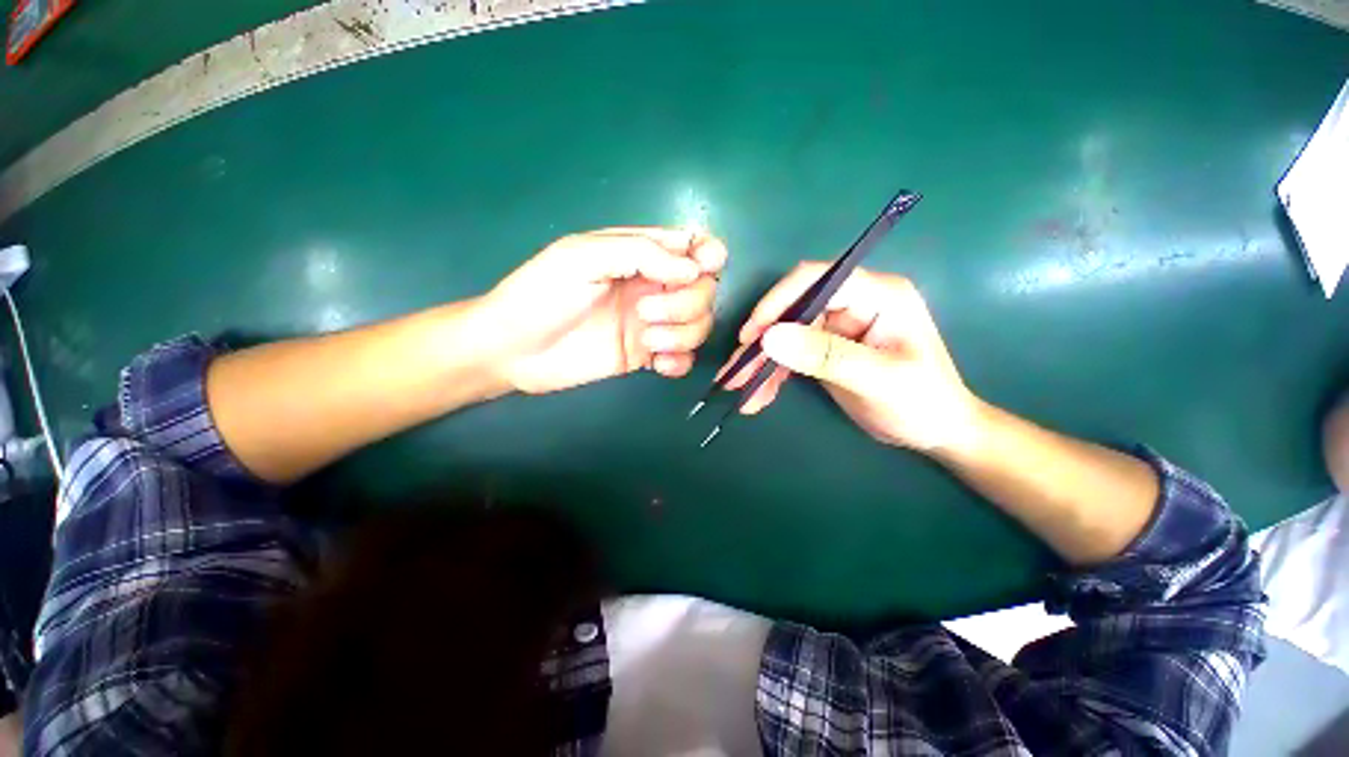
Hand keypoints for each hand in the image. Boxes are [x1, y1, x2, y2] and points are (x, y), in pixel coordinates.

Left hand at [481, 228, 726, 394]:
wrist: (514, 350)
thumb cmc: (542, 293)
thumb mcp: (584, 256)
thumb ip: (641, 253)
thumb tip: (693, 269)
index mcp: (639, 255)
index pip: (692, 247)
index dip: (708, 255)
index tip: (700, 270)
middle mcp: (651, 287)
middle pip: (705, 289)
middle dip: (686, 303)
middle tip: (644, 313)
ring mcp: (650, 323)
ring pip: (699, 324)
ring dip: (682, 334)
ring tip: (646, 340)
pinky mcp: (644, 355)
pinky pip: (683, 358)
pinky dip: (679, 362)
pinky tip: (657, 364)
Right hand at [724, 263, 976, 450]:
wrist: (935, 433)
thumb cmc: (921, 402)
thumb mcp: (876, 380)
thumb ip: (825, 355)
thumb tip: (770, 337)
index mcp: (876, 294)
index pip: (816, 280)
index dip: (777, 302)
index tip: (751, 336)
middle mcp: (853, 303)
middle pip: (793, 310)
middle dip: (761, 343)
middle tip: (736, 372)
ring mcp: (837, 326)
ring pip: (785, 335)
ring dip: (761, 363)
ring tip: (740, 390)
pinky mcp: (825, 348)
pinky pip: (790, 355)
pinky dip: (772, 375)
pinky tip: (758, 397)